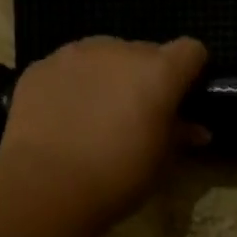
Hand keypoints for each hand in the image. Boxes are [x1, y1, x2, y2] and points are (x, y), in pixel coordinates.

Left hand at [0, 35, 208, 224]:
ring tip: (95, 115)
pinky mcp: (40, 67)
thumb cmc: (117, 177)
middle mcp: (119, 50)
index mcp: (158, 72)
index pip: (191, 51)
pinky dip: (71, 86)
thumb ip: (179, 136)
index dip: (190, 72)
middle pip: (145, 52)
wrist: (46, 185)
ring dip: (107, 77)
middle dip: (145, 77)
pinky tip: (63, 119)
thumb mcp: (159, 163)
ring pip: (103, 56)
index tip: (182, 98)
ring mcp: (75, 54)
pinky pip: (67, 69)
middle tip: (136, 114)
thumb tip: (196, 130)